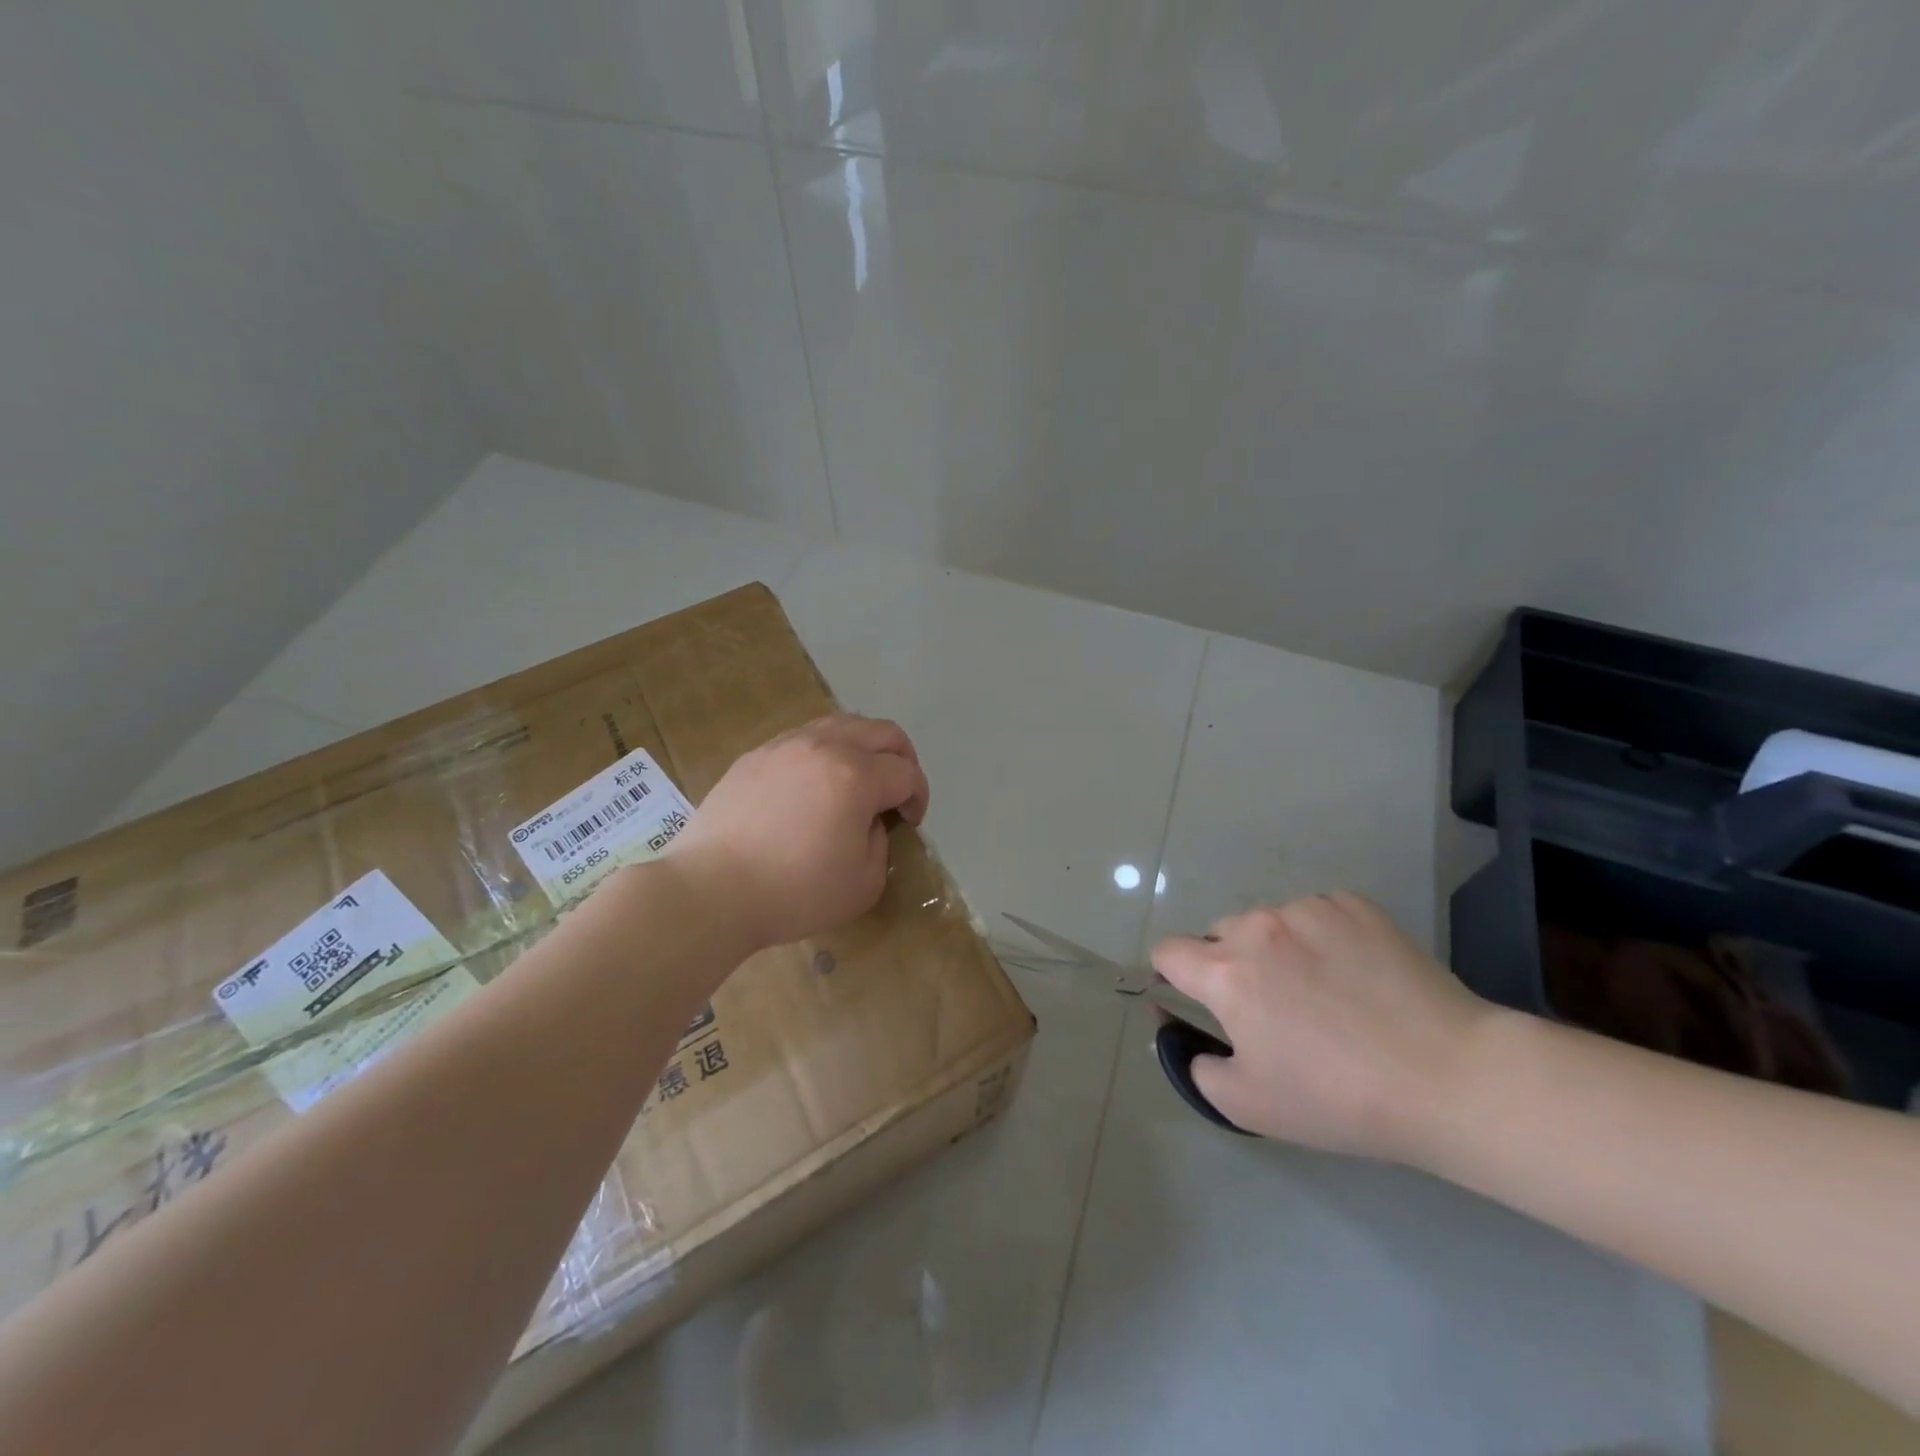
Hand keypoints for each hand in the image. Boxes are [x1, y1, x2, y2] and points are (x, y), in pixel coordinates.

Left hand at [666, 714, 930, 951]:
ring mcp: (786, 745)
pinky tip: (815, 783)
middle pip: (882, 732)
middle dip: (903, 758)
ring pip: (842, 723)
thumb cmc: (794, 892)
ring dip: (864, 747)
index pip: (907, 773)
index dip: (919, 797)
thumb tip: (869, 821)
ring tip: (859, 779)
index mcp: (857, 775)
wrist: (711, 890)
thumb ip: (880, 842)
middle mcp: (825, 746)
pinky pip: (804, 737)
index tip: (910, 824)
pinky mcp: (756, 755)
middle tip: (898, 791)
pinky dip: (826, 751)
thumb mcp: (864, 883)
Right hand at [1150, 893, 1495, 1160]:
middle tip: (1272, 1009)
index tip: (1198, 1000)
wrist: (1449, 1077)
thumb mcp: (1250, 1107)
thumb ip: (1199, 1069)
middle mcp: (1257, 928)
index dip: (1173, 976)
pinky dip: (1321, 937)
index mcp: (1225, 974)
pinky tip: (1357, 974)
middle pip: (1219, 935)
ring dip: (1276, 949)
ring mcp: (1308, 910)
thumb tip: (1189, 1037)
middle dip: (1230, 965)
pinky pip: (1316, 914)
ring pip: (1269, 923)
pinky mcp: (1353, 905)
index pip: (1168, 952)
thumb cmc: (1339, 1098)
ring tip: (1323, 991)